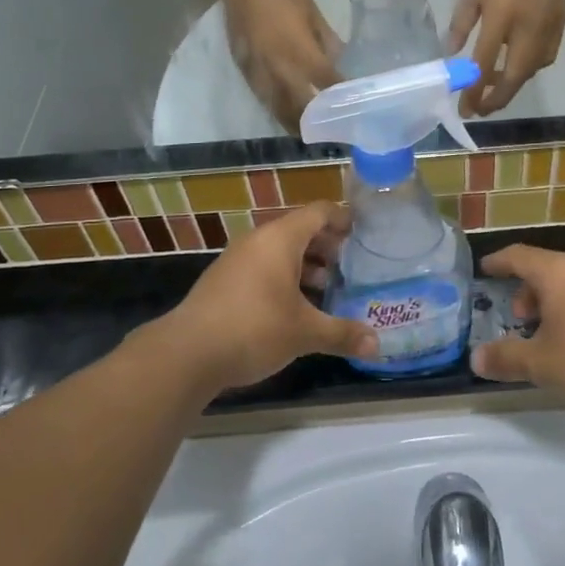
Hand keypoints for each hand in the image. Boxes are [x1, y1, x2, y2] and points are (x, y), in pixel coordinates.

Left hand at [149, 202, 375, 392]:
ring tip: (327, 287)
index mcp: (281, 238)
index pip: (319, 212)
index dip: (343, 218)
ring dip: (305, 264)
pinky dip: (283, 277)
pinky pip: (262, 267)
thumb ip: (342, 334)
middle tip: (351, 264)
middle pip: (300, 229)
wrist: (187, 353)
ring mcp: (237, 259)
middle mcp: (258, 240)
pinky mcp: (224, 280)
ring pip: (279, 251)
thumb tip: (378, 345)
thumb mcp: (304, 332)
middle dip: (327, 245)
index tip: (363, 231)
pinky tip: (295, 307)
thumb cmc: (254, 328)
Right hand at [221, 0, 341, 132]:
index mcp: (298, 51)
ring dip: (291, 121)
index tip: (352, 107)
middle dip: (313, 122)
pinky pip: (259, 94)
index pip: (325, 83)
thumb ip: (325, 40)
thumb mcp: (312, 11)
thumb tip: (337, 60)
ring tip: (305, 131)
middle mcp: (277, 67)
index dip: (339, 97)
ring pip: (275, 106)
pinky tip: (282, 109)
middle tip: (328, 131)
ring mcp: (256, 69)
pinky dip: (273, 106)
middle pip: (297, 106)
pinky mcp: (241, 65)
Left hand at [448, 0, 564, 115]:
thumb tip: (452, 53)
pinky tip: (517, 63)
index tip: (464, 109)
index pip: (484, 64)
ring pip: (532, 70)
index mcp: (502, 16)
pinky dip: (530, 68)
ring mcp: (548, 27)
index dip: (473, 92)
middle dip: (497, 99)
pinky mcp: (561, 23)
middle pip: (514, 77)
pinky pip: (546, 57)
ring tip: (494, 84)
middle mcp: (528, 28)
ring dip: (513, 84)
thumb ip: (461, 23)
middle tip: (480, 110)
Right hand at [469, 246, 564, 405]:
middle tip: (516, 315)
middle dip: (526, 290)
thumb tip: (476, 358)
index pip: (518, 255)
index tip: (485, 268)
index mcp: (556, 271)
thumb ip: (506, 359)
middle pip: (546, 269)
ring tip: (544, 332)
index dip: (499, 261)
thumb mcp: (541, 363)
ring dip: (551, 303)